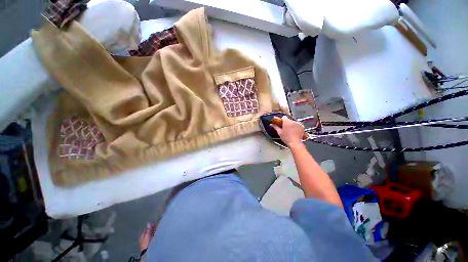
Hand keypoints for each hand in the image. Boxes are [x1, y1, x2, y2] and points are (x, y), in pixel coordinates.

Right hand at [270, 116, 304, 147]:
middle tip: (285, 128)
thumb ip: (275, 127)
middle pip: (288, 120)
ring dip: (291, 124)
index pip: (284, 117)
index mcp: (287, 122)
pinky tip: (294, 131)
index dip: (282, 120)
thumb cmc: (286, 138)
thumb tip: (271, 124)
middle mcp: (293, 121)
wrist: (295, 143)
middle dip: (287, 123)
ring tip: (290, 130)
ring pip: (293, 122)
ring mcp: (298, 123)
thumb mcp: (279, 132)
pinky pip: (297, 124)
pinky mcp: (302, 126)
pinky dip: (296, 126)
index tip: (281, 124)